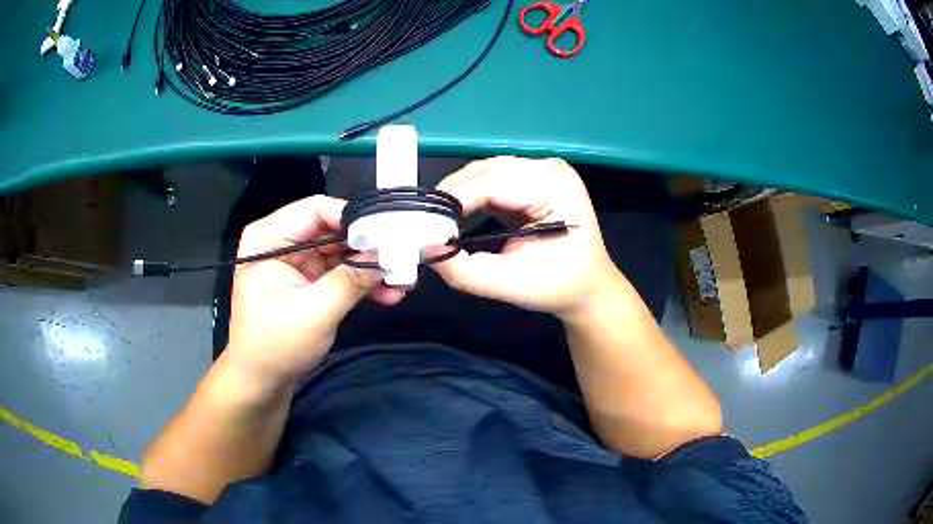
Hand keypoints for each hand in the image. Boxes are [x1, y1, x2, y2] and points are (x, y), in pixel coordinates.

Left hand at [224, 196, 404, 383]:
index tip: (390, 232)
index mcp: (269, 237)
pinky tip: (388, 294)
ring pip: (343, 249)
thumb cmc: (276, 347)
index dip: (354, 218)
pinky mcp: (310, 278)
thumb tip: (391, 253)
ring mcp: (298, 260)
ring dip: (371, 265)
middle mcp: (282, 240)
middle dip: (368, 245)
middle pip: (333, 228)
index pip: (316, 210)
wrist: (263, 381)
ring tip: (402, 281)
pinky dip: (363, 280)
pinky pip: (342, 269)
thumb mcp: (314, 313)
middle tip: (404, 256)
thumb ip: (352, 280)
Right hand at [433, 157, 624, 320]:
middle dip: (452, 196)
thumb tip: (425, 249)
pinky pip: (492, 182)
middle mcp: (548, 169)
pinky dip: (471, 198)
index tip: (422, 224)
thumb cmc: (558, 287)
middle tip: (424, 223)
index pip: (492, 182)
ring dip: (459, 196)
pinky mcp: (532, 181)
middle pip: (486, 171)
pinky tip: (456, 217)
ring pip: (484, 173)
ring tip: (436, 221)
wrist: (588, 289)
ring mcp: (541, 172)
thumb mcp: (510, 283)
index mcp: (554, 185)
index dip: (454, 201)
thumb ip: (465, 270)